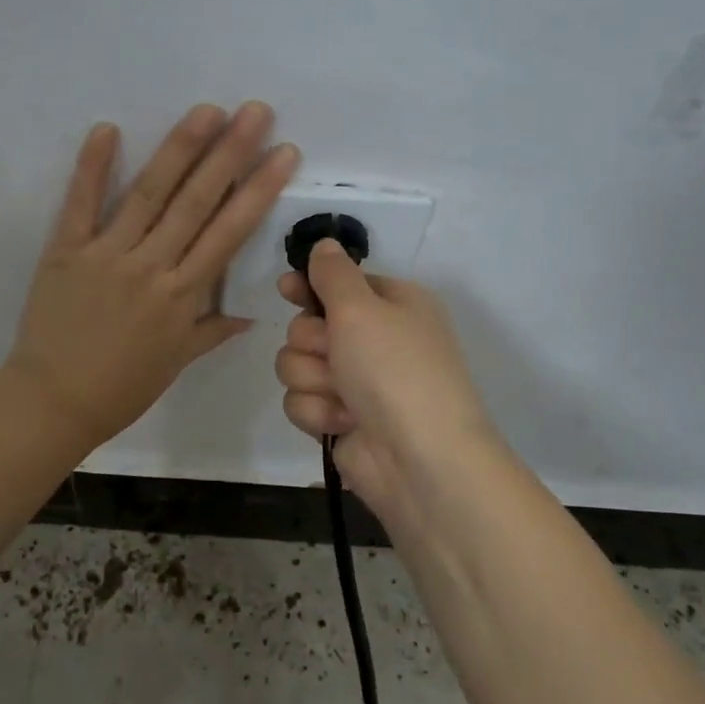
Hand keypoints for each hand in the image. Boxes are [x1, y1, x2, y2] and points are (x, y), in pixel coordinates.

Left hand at [8, 102, 299, 450]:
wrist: (53, 402)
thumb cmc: (121, 388)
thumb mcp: (175, 363)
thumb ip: (211, 332)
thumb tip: (248, 315)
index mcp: (183, 295)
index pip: (229, 233)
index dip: (259, 190)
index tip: (283, 153)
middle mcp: (151, 266)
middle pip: (196, 202)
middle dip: (230, 154)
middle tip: (254, 111)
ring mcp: (107, 254)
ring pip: (149, 194)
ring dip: (179, 149)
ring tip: (207, 111)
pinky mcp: (66, 251)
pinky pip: (80, 204)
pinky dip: (92, 167)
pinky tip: (106, 129)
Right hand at [275, 241, 497, 517]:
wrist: (419, 458)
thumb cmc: (394, 369)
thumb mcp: (362, 307)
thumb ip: (333, 274)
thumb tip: (324, 245)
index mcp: (393, 305)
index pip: (339, 284)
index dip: (309, 287)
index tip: (286, 289)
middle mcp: (374, 340)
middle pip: (307, 325)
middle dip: (312, 342)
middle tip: (334, 353)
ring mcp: (355, 382)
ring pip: (296, 364)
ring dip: (312, 379)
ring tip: (342, 396)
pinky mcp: (338, 419)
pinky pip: (301, 401)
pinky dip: (317, 411)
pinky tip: (342, 423)